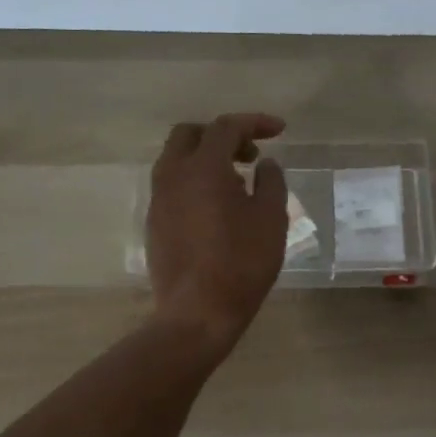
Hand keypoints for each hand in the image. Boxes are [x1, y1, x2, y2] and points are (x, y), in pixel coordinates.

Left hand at [146, 113, 289, 349]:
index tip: (280, 130)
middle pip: (191, 134)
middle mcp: (173, 176)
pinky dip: (195, 181)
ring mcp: (158, 200)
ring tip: (237, 182)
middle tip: (250, 154)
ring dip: (206, 158)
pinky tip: (218, 207)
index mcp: (203, 167)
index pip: (227, 127)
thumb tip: (265, 164)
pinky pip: (173, 185)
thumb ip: (271, 182)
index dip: (255, 122)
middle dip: (223, 135)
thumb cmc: (241, 263)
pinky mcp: (155, 223)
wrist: (197, 314)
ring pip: (176, 159)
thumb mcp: (271, 219)